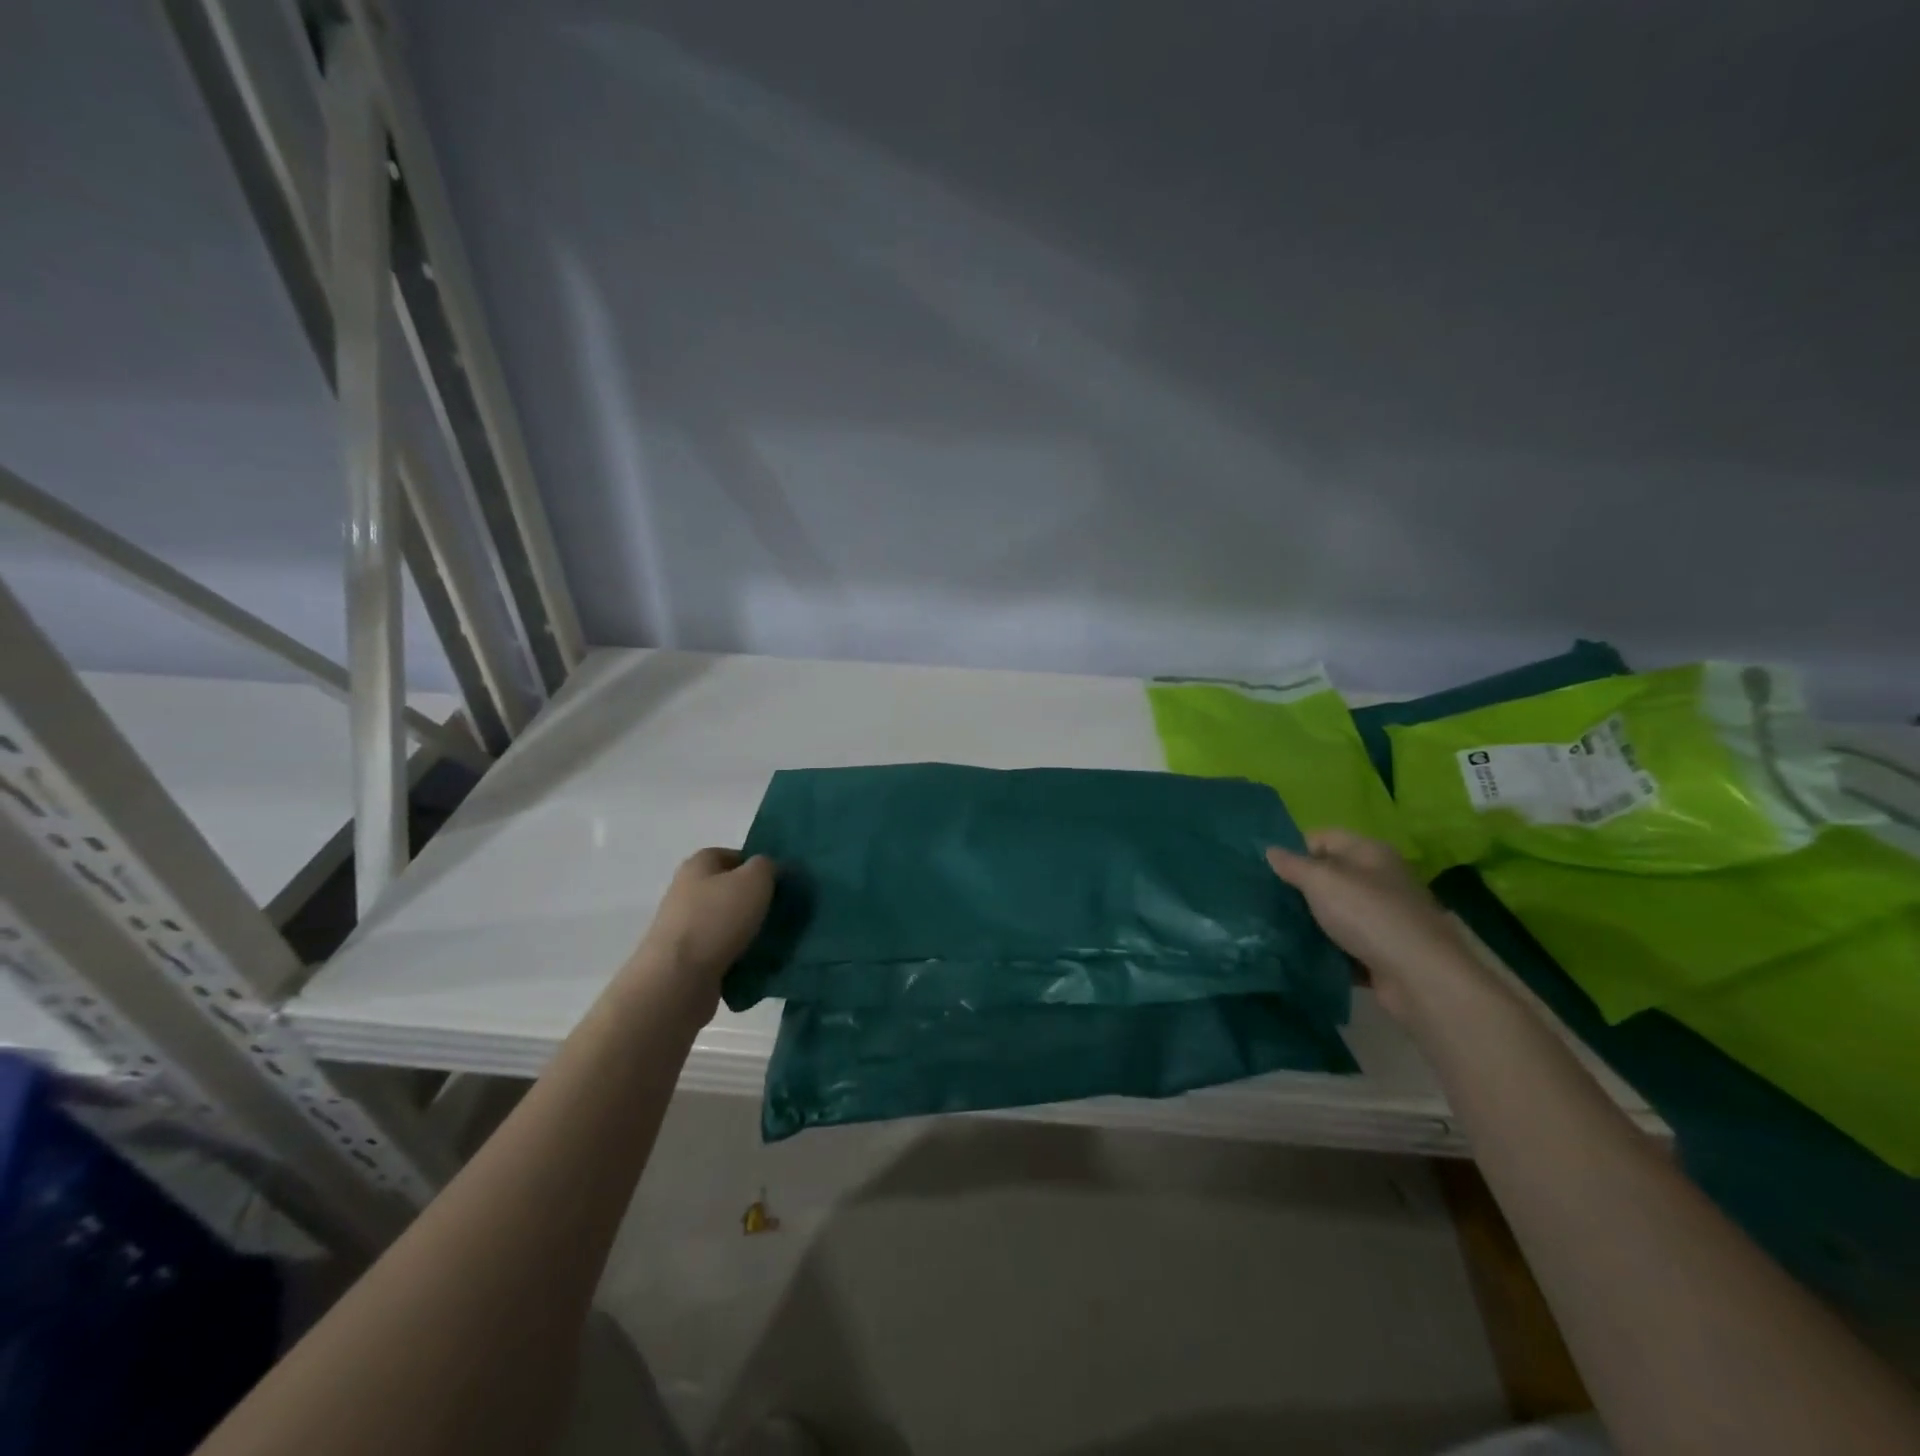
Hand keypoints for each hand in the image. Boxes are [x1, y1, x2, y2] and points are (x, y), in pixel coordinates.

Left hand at [632, 849, 775, 992]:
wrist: (678, 979)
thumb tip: (769, 870)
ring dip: (746, 929)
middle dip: (753, 899)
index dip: (756, 865)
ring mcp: (683, 927)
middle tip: (781, 910)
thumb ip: (766, 866)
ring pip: (725, 922)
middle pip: (727, 889)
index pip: (731, 855)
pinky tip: (755, 961)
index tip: (778, 882)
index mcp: (697, 865)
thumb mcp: (754, 880)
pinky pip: (720, 950)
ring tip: (773, 939)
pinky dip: (736, 955)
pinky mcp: (685, 959)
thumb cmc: (717, 918)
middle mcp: (685, 891)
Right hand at [1266, 830, 1480, 1022]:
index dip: (1296, 850)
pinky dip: (1327, 947)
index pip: (1324, 838)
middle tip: (1268, 900)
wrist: (1419, 977)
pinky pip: (1345, 942)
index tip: (1269, 872)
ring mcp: (1383, 917)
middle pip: (1330, 875)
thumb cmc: (1368, 915)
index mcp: (1370, 852)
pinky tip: (1302, 953)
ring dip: (1311, 920)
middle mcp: (1380, 879)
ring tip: (1277, 927)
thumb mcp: (1322, 881)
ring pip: (1335, 911)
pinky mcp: (1382, 950)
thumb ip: (1293, 865)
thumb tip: (1270, 850)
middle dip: (1300, 887)